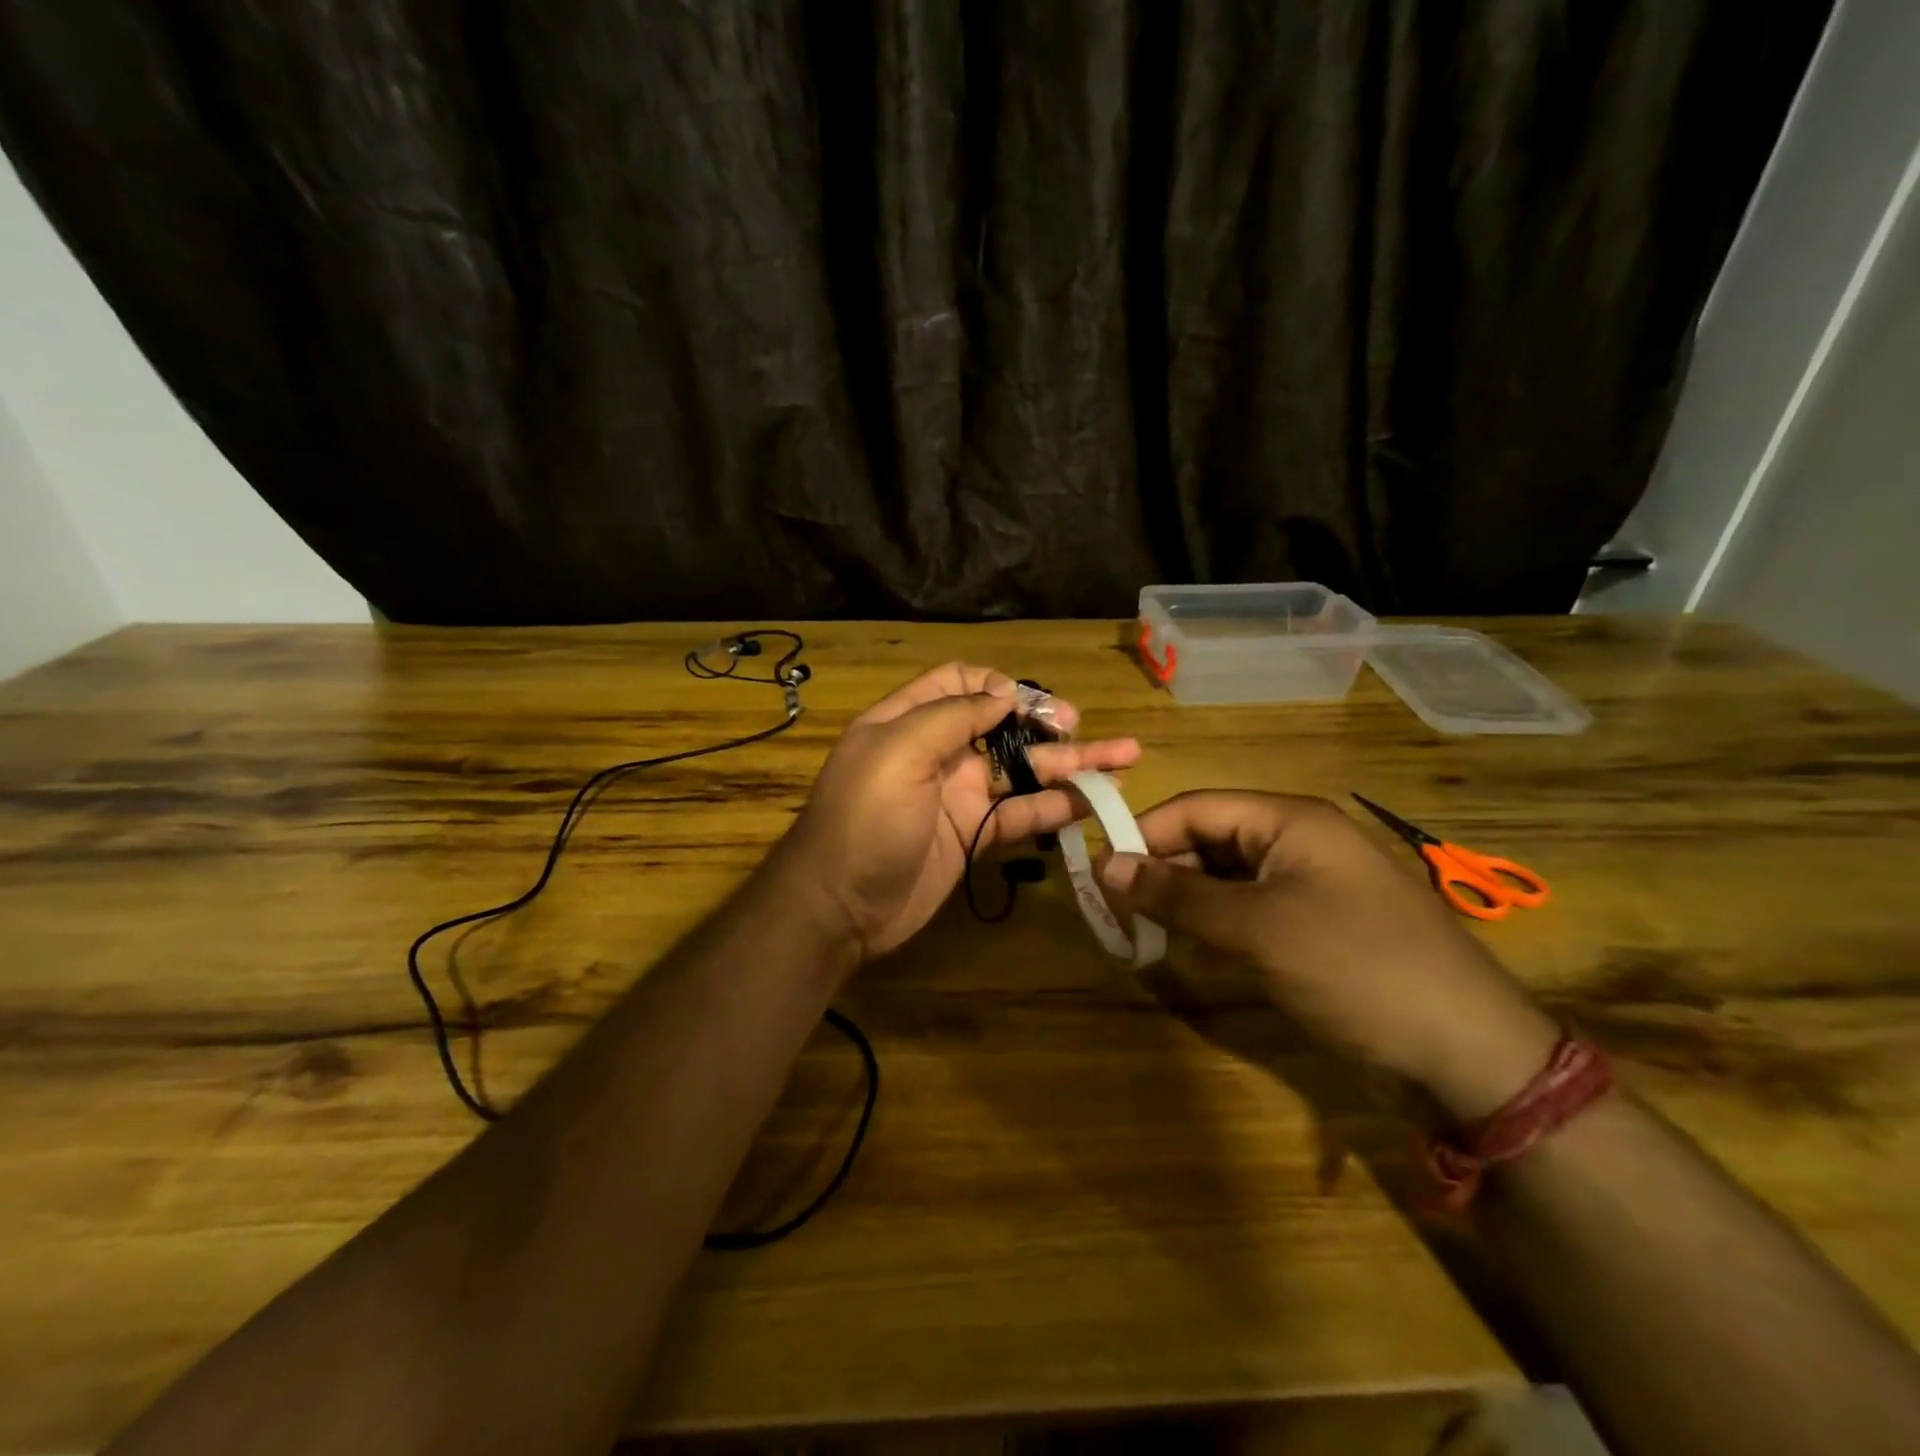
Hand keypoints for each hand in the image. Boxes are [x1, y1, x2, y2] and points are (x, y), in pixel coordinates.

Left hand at [773, 663, 1140, 960]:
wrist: (839, 907)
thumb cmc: (865, 820)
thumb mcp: (898, 753)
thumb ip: (952, 715)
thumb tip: (1004, 691)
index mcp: (910, 722)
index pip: (959, 683)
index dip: (996, 684)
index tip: (1027, 703)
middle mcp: (938, 753)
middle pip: (1001, 725)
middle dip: (1044, 721)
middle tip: (1081, 727)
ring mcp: (958, 796)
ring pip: (1022, 770)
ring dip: (1069, 763)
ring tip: (1124, 759)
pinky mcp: (973, 835)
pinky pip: (1021, 814)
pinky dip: (1056, 807)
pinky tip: (1094, 801)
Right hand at [1101, 791, 1558, 1119]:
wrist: (1469, 1053)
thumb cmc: (1355, 968)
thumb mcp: (1256, 928)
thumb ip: (1178, 895)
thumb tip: (1106, 866)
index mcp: (1290, 820)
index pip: (1197, 807)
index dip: (1145, 833)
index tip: (1101, 872)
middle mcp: (1298, 842)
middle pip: (1210, 839)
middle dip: (1162, 869)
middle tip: (1115, 908)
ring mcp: (1311, 886)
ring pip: (1227, 877)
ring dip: (1185, 899)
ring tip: (1143, 929)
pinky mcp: (1317, 926)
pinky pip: (1250, 910)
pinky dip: (1215, 924)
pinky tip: (1191, 947)